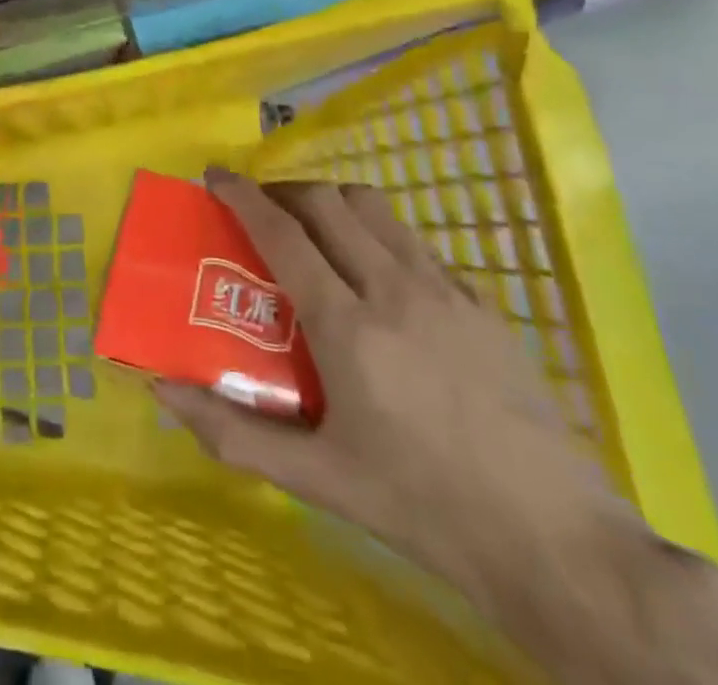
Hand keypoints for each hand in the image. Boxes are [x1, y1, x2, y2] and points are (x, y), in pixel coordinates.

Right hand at [156, 169, 641, 618]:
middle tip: (259, 211)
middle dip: (283, 191)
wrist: (556, 542)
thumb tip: (161, 391)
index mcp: (348, 327)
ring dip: (331, 201)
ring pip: (374, 206)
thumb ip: (232, 432)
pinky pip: (415, 241)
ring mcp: (445, 291)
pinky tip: (376, 276)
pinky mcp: (483, 304)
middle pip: (327, 201)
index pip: (283, 233)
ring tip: (313, 229)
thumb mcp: (318, 479)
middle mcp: (394, 290)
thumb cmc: (423, 507)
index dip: (242, 194)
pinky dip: (378, 234)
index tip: (214, 175)